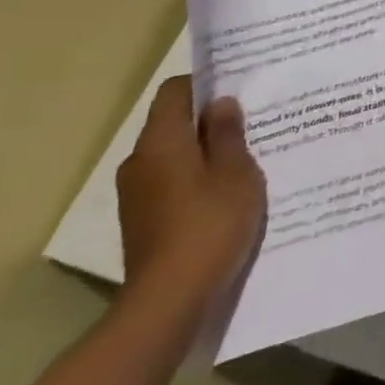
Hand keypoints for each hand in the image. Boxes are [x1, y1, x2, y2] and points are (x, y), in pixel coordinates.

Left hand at [116, 76, 265, 316]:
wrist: (169, 300)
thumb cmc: (210, 224)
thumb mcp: (236, 172)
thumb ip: (228, 134)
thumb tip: (220, 104)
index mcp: (161, 141)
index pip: (174, 91)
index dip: (204, 84)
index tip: (237, 91)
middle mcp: (139, 160)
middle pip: (171, 123)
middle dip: (207, 121)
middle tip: (250, 126)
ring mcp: (135, 193)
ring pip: (171, 155)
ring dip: (201, 153)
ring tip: (241, 163)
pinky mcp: (139, 220)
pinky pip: (168, 183)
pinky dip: (192, 180)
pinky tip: (222, 196)